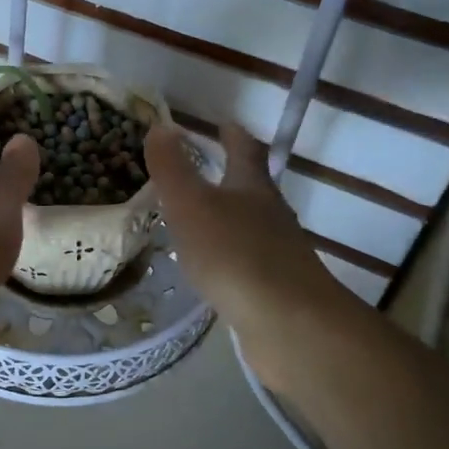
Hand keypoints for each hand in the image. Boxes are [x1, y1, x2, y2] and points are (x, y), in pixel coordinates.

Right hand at [144, 123, 344, 391]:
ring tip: (201, 220)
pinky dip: (230, 257)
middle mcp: (271, 215)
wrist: (288, 323)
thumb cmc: (234, 254)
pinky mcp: (276, 289)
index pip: (245, 150)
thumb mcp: (191, 205)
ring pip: (252, 226)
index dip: (233, 135)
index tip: (223, 124)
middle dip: (232, 176)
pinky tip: (214, 270)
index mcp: (252, 188)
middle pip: (253, 187)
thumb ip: (172, 168)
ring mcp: (278, 253)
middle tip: (206, 170)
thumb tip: (160, 126)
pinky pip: (248, 262)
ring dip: (230, 218)